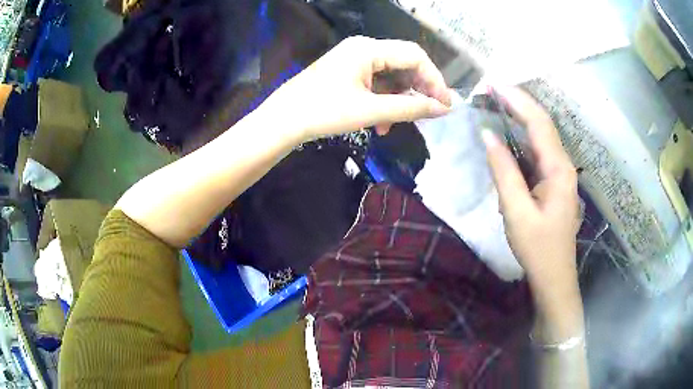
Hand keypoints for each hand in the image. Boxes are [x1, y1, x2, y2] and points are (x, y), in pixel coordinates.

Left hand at [258, 36, 452, 141]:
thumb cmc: (324, 112)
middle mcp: (363, 48)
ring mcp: (354, 60)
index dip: (434, 79)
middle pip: (404, 64)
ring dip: (399, 99)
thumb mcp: (370, 110)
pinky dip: (383, 101)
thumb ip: (410, 108)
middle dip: (418, 90)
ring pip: (390, 75)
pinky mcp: (347, 73)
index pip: (414, 56)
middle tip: (428, 113)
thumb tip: (443, 109)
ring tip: (397, 124)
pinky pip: (375, 82)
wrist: (283, 121)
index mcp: (368, 49)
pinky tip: (381, 122)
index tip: (444, 105)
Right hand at [482, 87, 580, 321]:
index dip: (516, 100)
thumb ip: (504, 171)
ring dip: (520, 116)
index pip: (538, 123)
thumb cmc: (537, 247)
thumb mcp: (516, 211)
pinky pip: (539, 150)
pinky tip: (509, 131)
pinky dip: (523, 135)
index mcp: (558, 169)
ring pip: (541, 135)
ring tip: (497, 102)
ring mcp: (560, 172)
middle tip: (491, 89)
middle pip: (542, 123)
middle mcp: (563, 164)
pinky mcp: (554, 180)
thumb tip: (487, 135)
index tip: (493, 84)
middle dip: (518, 102)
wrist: (554, 275)